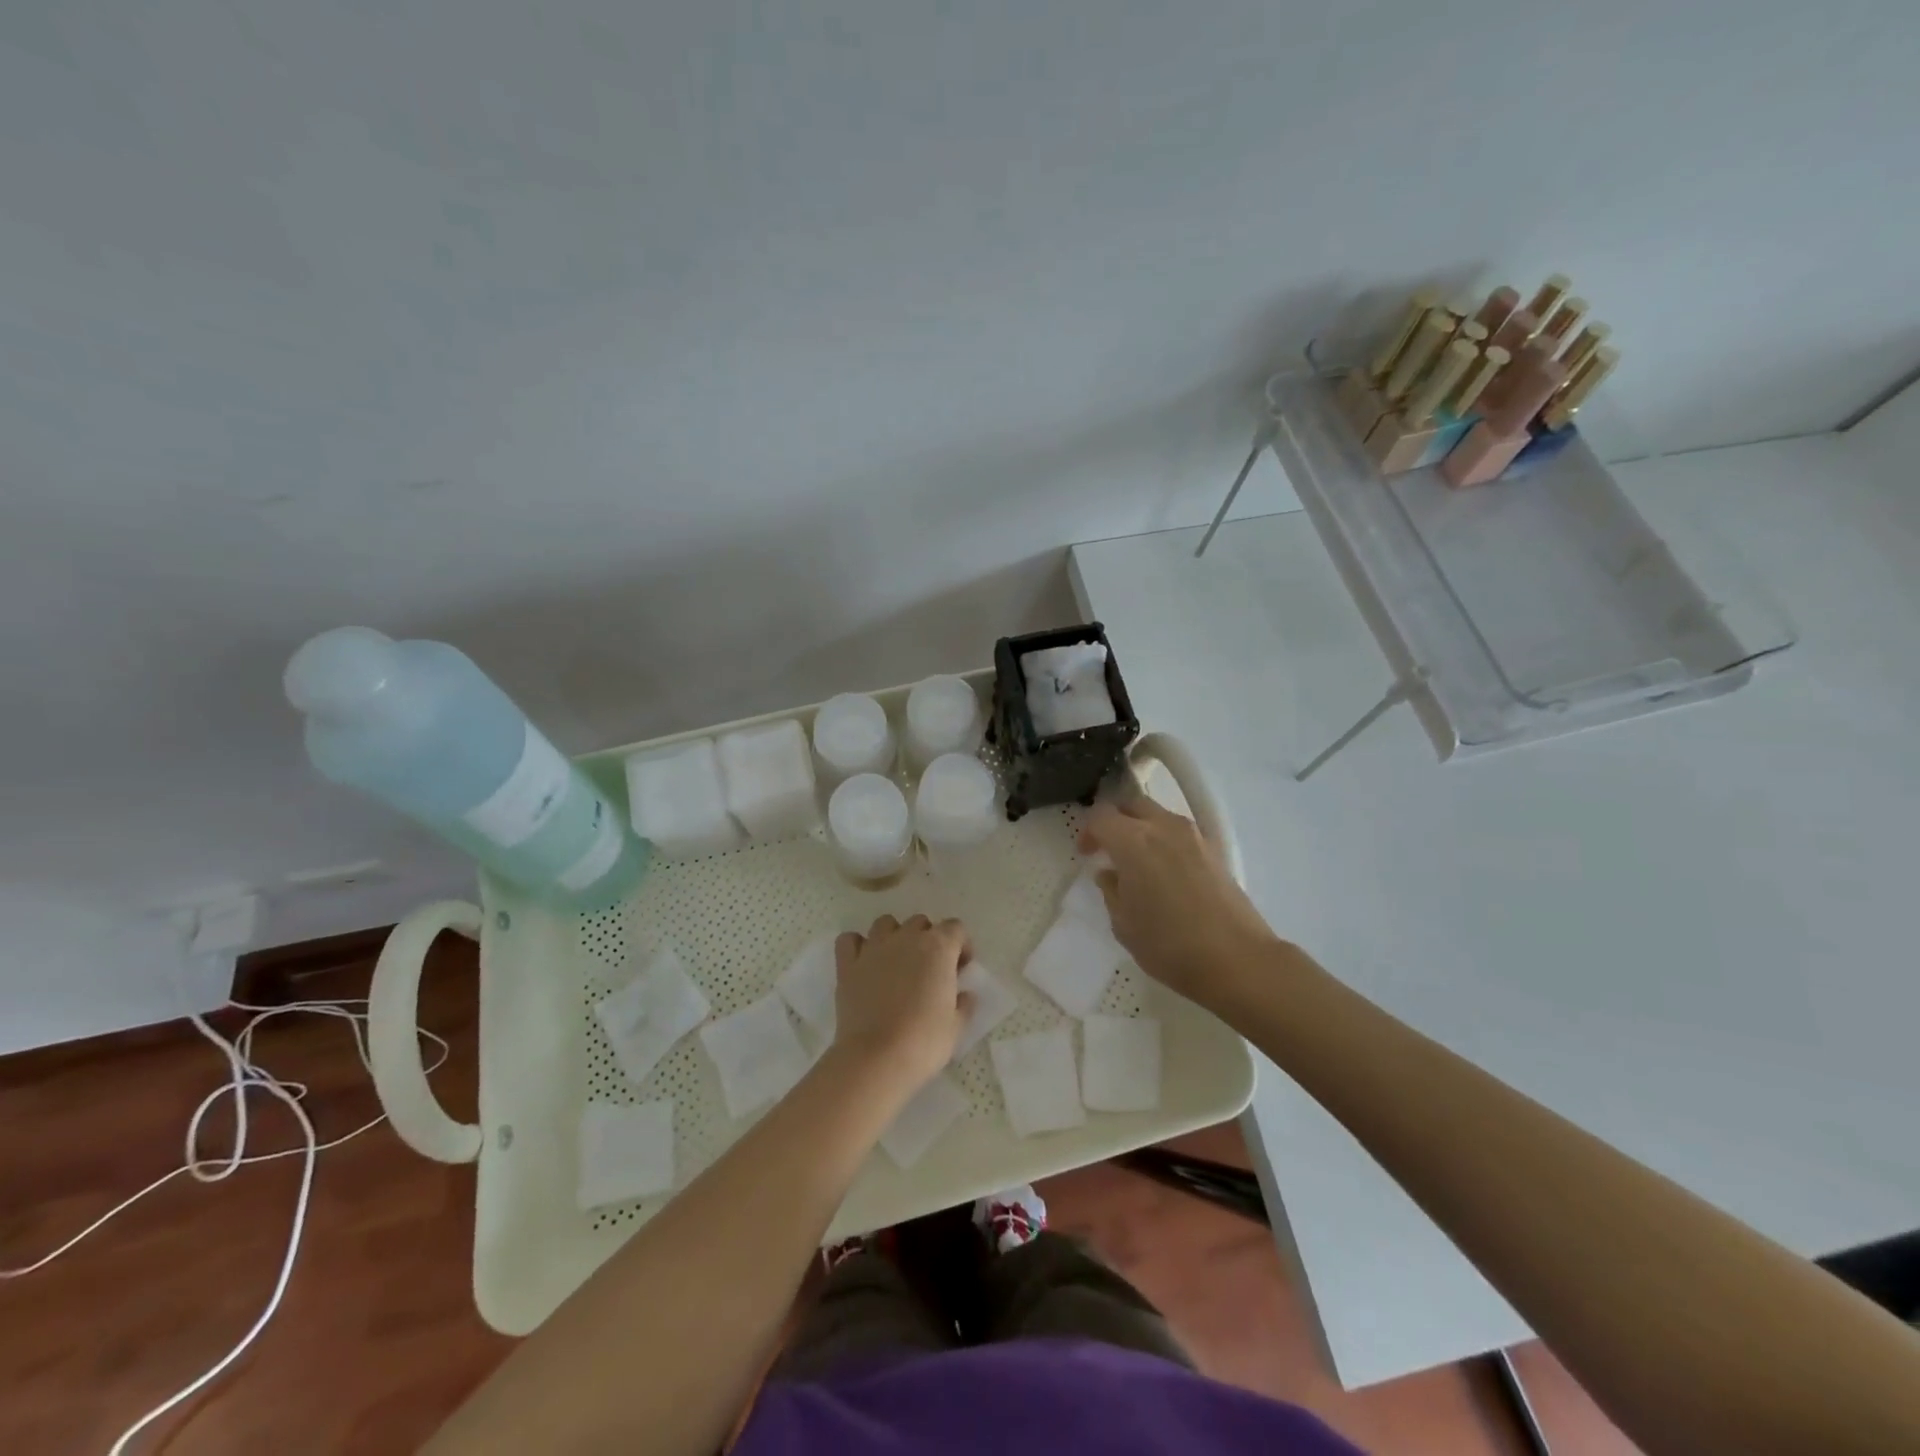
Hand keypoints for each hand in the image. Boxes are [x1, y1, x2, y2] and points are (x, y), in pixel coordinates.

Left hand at [829, 915, 973, 1094]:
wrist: (877, 1058)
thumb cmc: (924, 1041)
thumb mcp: (956, 1026)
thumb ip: (963, 1004)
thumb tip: (964, 995)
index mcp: (938, 947)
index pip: (955, 928)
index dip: (961, 946)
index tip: (960, 969)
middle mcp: (906, 938)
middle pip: (920, 923)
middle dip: (928, 940)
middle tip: (929, 970)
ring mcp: (874, 948)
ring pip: (886, 924)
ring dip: (894, 936)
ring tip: (897, 963)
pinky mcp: (847, 965)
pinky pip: (850, 940)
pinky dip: (857, 946)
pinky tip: (864, 963)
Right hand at [1079, 797, 1280, 1008]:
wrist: (1236, 960)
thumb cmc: (1169, 944)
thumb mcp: (1124, 924)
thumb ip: (1111, 890)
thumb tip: (1110, 873)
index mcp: (1133, 841)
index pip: (1101, 816)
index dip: (1088, 832)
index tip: (1086, 854)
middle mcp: (1163, 827)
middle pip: (1132, 805)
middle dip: (1115, 821)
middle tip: (1108, 849)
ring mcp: (1193, 836)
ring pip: (1158, 816)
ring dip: (1142, 830)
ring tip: (1137, 863)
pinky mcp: (1214, 850)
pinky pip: (1179, 834)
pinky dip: (1165, 842)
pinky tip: (1165, 873)